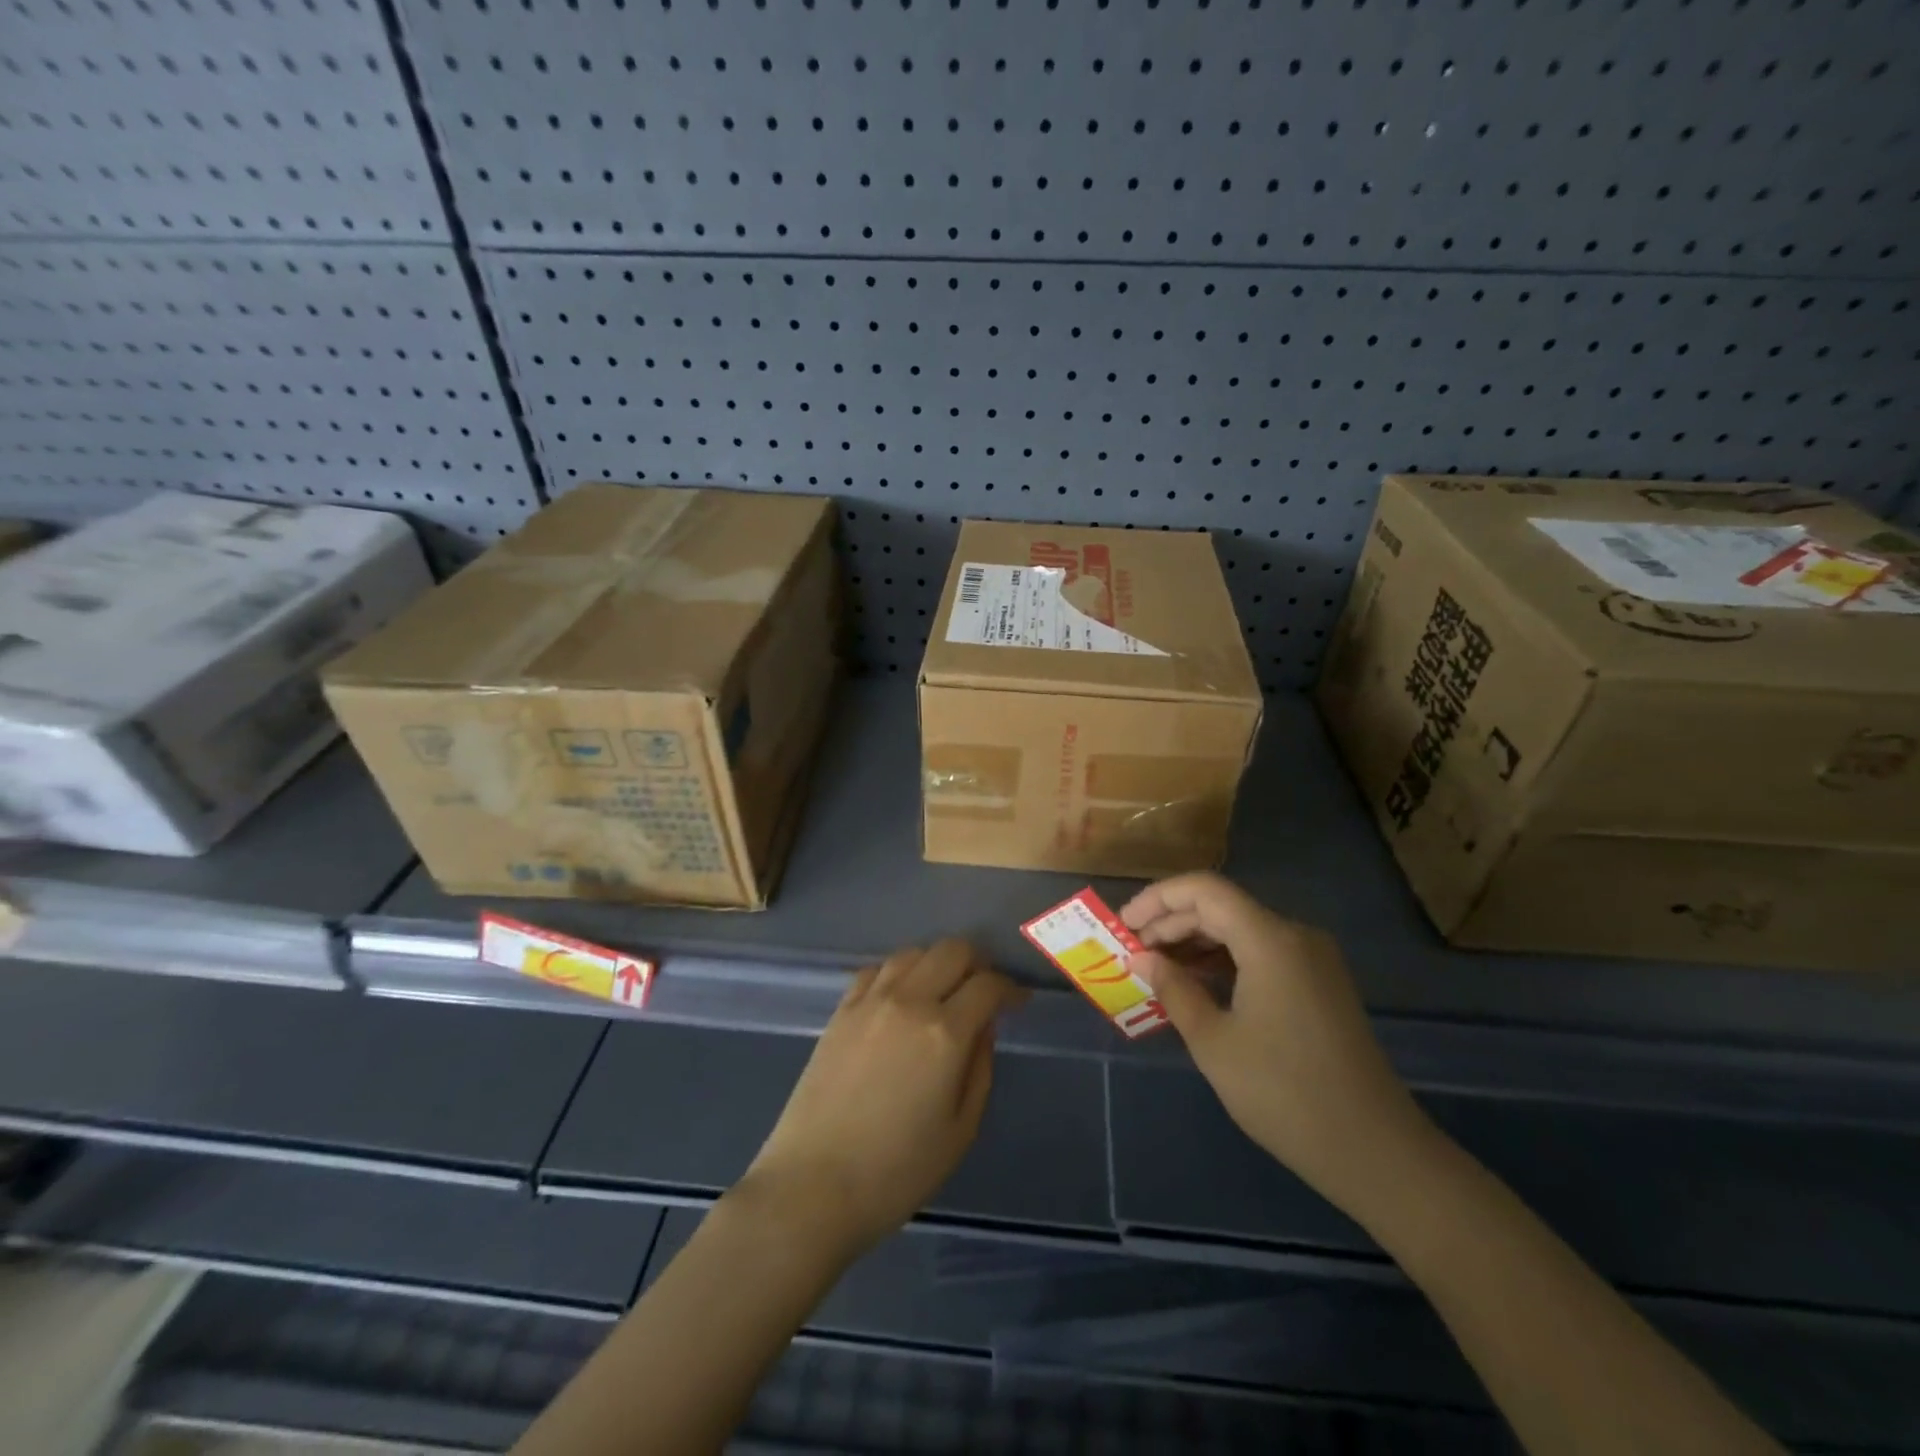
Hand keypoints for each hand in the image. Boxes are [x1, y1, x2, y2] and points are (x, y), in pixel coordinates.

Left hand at [735, 940, 1022, 1258]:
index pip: (988, 985)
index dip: (1010, 989)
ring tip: (943, 991)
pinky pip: (877, 969)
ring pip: (914, 952)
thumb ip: (979, 1067)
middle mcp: (908, 1001)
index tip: (1019, 1001)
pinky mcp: (841, 1010)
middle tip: (984, 992)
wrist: (812, 1187)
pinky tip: (901, 996)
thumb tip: (983, 1026)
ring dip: (937, 963)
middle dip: (978, 963)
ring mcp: (870, 1001)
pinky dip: (898, 972)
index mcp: (944, 1032)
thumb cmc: (896, 1171)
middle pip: (952, 950)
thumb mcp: (960, 1130)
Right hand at [1121, 873, 1433, 1214]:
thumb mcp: (1214, 1041)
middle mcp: (1295, 935)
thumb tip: (1141, 957)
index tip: (1123, 925)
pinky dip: (1224, 959)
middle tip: (1133, 953)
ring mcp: (1313, 959)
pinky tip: (1198, 984)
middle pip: (1221, 906)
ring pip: (1241, 928)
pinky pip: (1262, 952)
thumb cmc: (1284, 1093)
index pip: (1204, 890)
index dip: (1157, 899)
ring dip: (1196, 942)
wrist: (1376, 1151)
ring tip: (1158, 969)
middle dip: (1172, 922)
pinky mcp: (1320, 983)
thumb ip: (1173, 988)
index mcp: (1270, 939)